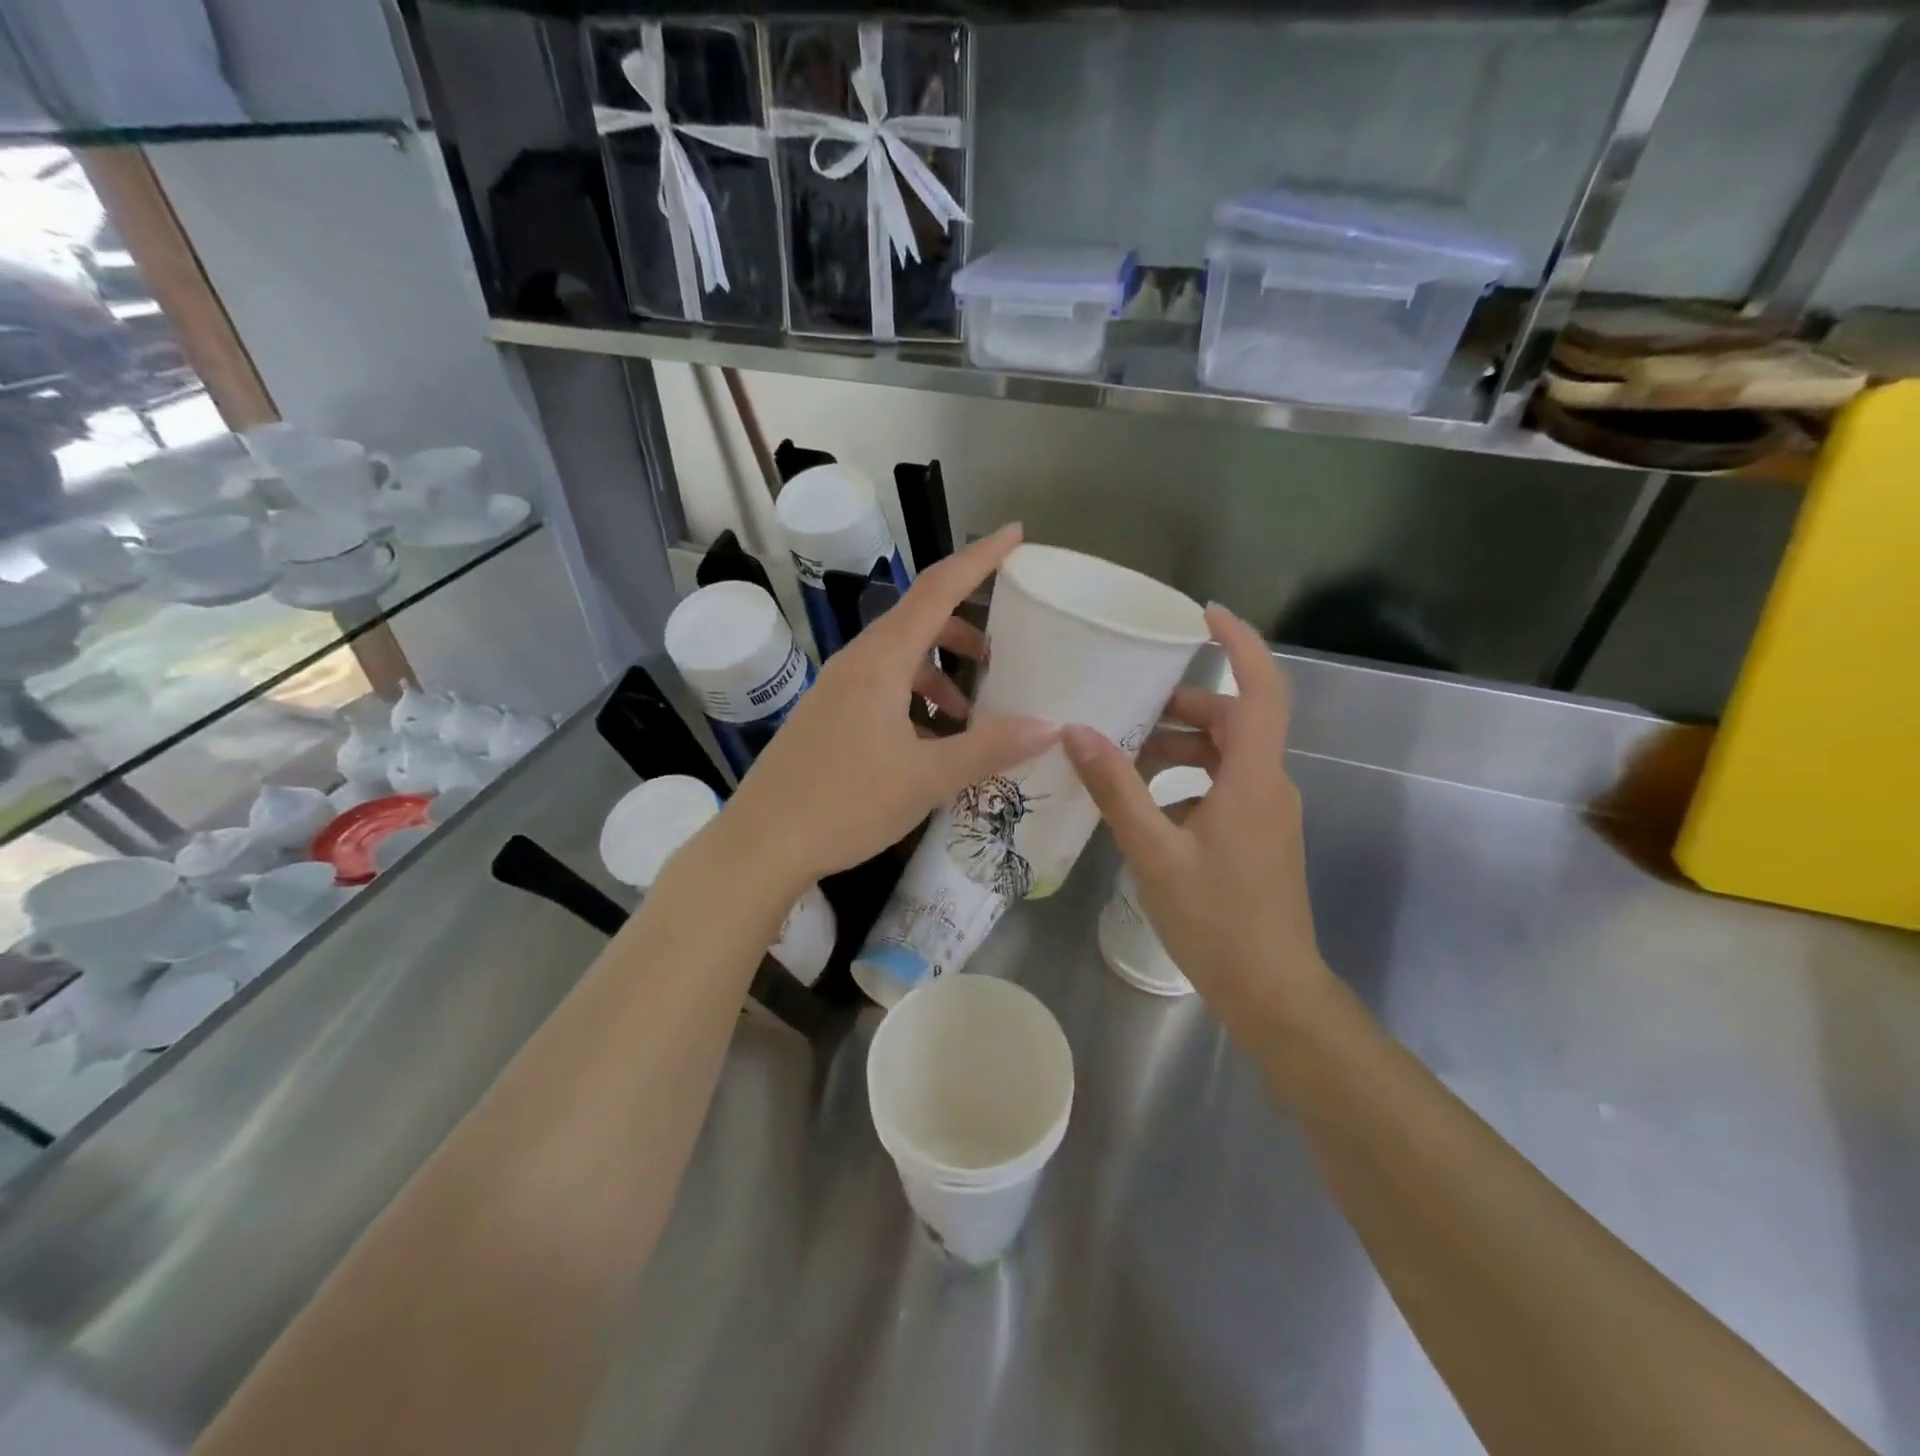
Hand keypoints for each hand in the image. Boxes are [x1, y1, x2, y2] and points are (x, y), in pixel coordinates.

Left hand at [727, 524, 1056, 887]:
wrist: (761, 843)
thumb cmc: (845, 803)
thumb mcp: (927, 777)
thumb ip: (989, 748)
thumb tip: (1049, 726)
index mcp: (881, 660)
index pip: (938, 589)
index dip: (979, 559)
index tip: (1015, 535)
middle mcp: (858, 662)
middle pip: (920, 622)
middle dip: (966, 631)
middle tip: (1003, 655)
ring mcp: (838, 689)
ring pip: (902, 661)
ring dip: (941, 675)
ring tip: (972, 716)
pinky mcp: (830, 717)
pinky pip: (883, 690)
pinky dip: (916, 702)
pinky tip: (932, 744)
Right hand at [1062, 605, 1327, 1029]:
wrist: (1272, 992)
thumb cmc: (1216, 921)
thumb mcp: (1154, 851)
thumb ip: (1116, 789)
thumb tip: (1078, 732)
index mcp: (1254, 779)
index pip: (1261, 689)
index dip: (1239, 644)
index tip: (1204, 615)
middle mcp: (1270, 785)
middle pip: (1233, 721)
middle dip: (1182, 708)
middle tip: (1127, 709)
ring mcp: (1268, 813)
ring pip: (1226, 757)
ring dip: (1178, 749)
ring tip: (1123, 763)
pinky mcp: (1260, 836)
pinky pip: (1224, 787)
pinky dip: (1186, 781)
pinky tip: (1146, 808)